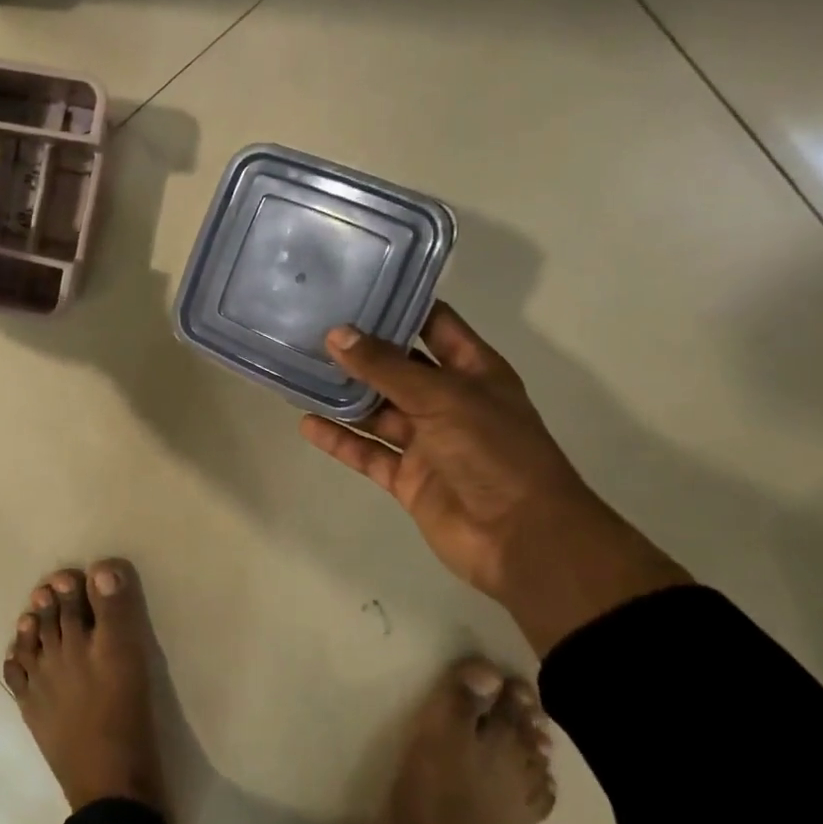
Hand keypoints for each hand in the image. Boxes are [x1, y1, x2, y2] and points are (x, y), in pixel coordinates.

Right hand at [300, 304, 688, 653]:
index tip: (355, 284)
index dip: (401, 304)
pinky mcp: (408, 477)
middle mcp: (449, 401)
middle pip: (397, 367)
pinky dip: (340, 440)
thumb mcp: (442, 398)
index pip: (434, 325)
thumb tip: (336, 334)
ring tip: (300, 370)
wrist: (522, 539)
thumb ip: (386, 368)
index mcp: (473, 371)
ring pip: (377, 410)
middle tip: (311, 325)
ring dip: (344, 395)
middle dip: (360, 350)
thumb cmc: (494, 452)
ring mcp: (427, 441)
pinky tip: (307, 424)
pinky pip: (368, 452)